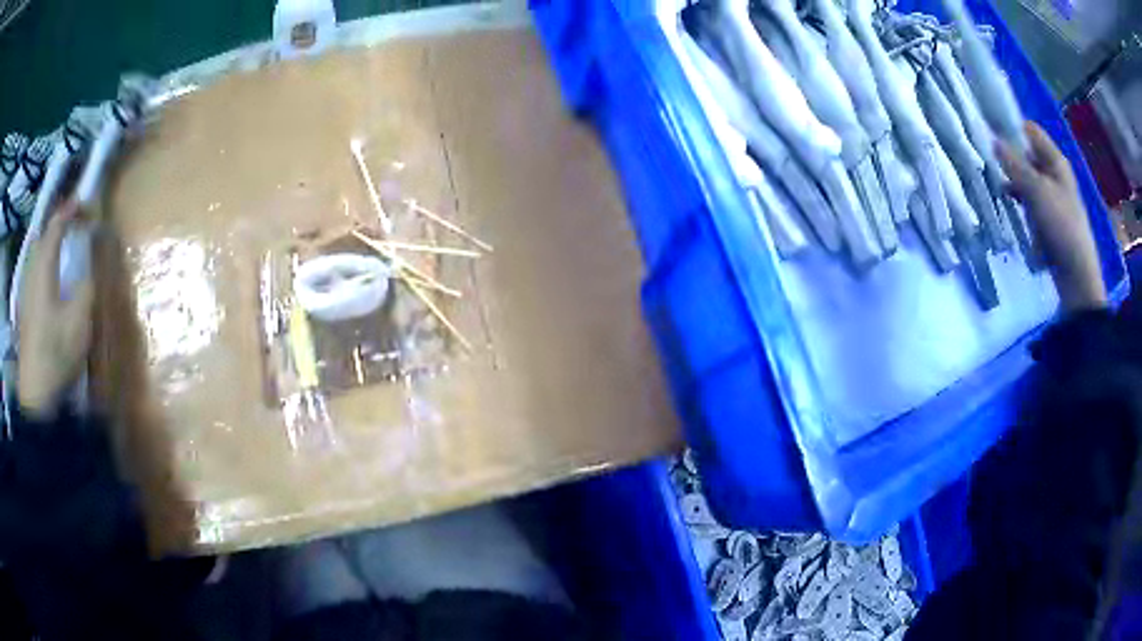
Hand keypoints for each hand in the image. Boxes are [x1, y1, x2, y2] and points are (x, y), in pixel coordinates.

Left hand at [17, 200, 94, 417]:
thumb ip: (86, 286)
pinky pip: (34, 274)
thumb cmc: (56, 353)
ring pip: (37, 256)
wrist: (36, 396)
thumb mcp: (79, 321)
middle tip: (75, 227)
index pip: (56, 224)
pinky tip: (51, 282)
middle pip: (43, 236)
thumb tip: (92, 265)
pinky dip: (44, 266)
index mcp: (44, 267)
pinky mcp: (25, 311)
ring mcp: (26, 292)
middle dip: (59, 226)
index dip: (71, 210)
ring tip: (64, 251)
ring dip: (51, 246)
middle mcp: (32, 272)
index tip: (86, 204)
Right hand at [996, 121, 1106, 312]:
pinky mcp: (1051, 218)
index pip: (1030, 131)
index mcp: (1056, 161)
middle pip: (1028, 155)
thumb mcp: (1037, 192)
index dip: (1011, 128)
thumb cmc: (1061, 227)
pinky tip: (1013, 210)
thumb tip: (993, 140)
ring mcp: (1054, 197)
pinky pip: (1032, 202)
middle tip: (990, 162)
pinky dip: (1022, 204)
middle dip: (1011, 158)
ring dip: (1015, 183)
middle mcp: (1055, 174)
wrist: (1077, 276)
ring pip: (1029, 180)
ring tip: (999, 188)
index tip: (990, 133)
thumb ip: (1015, 165)